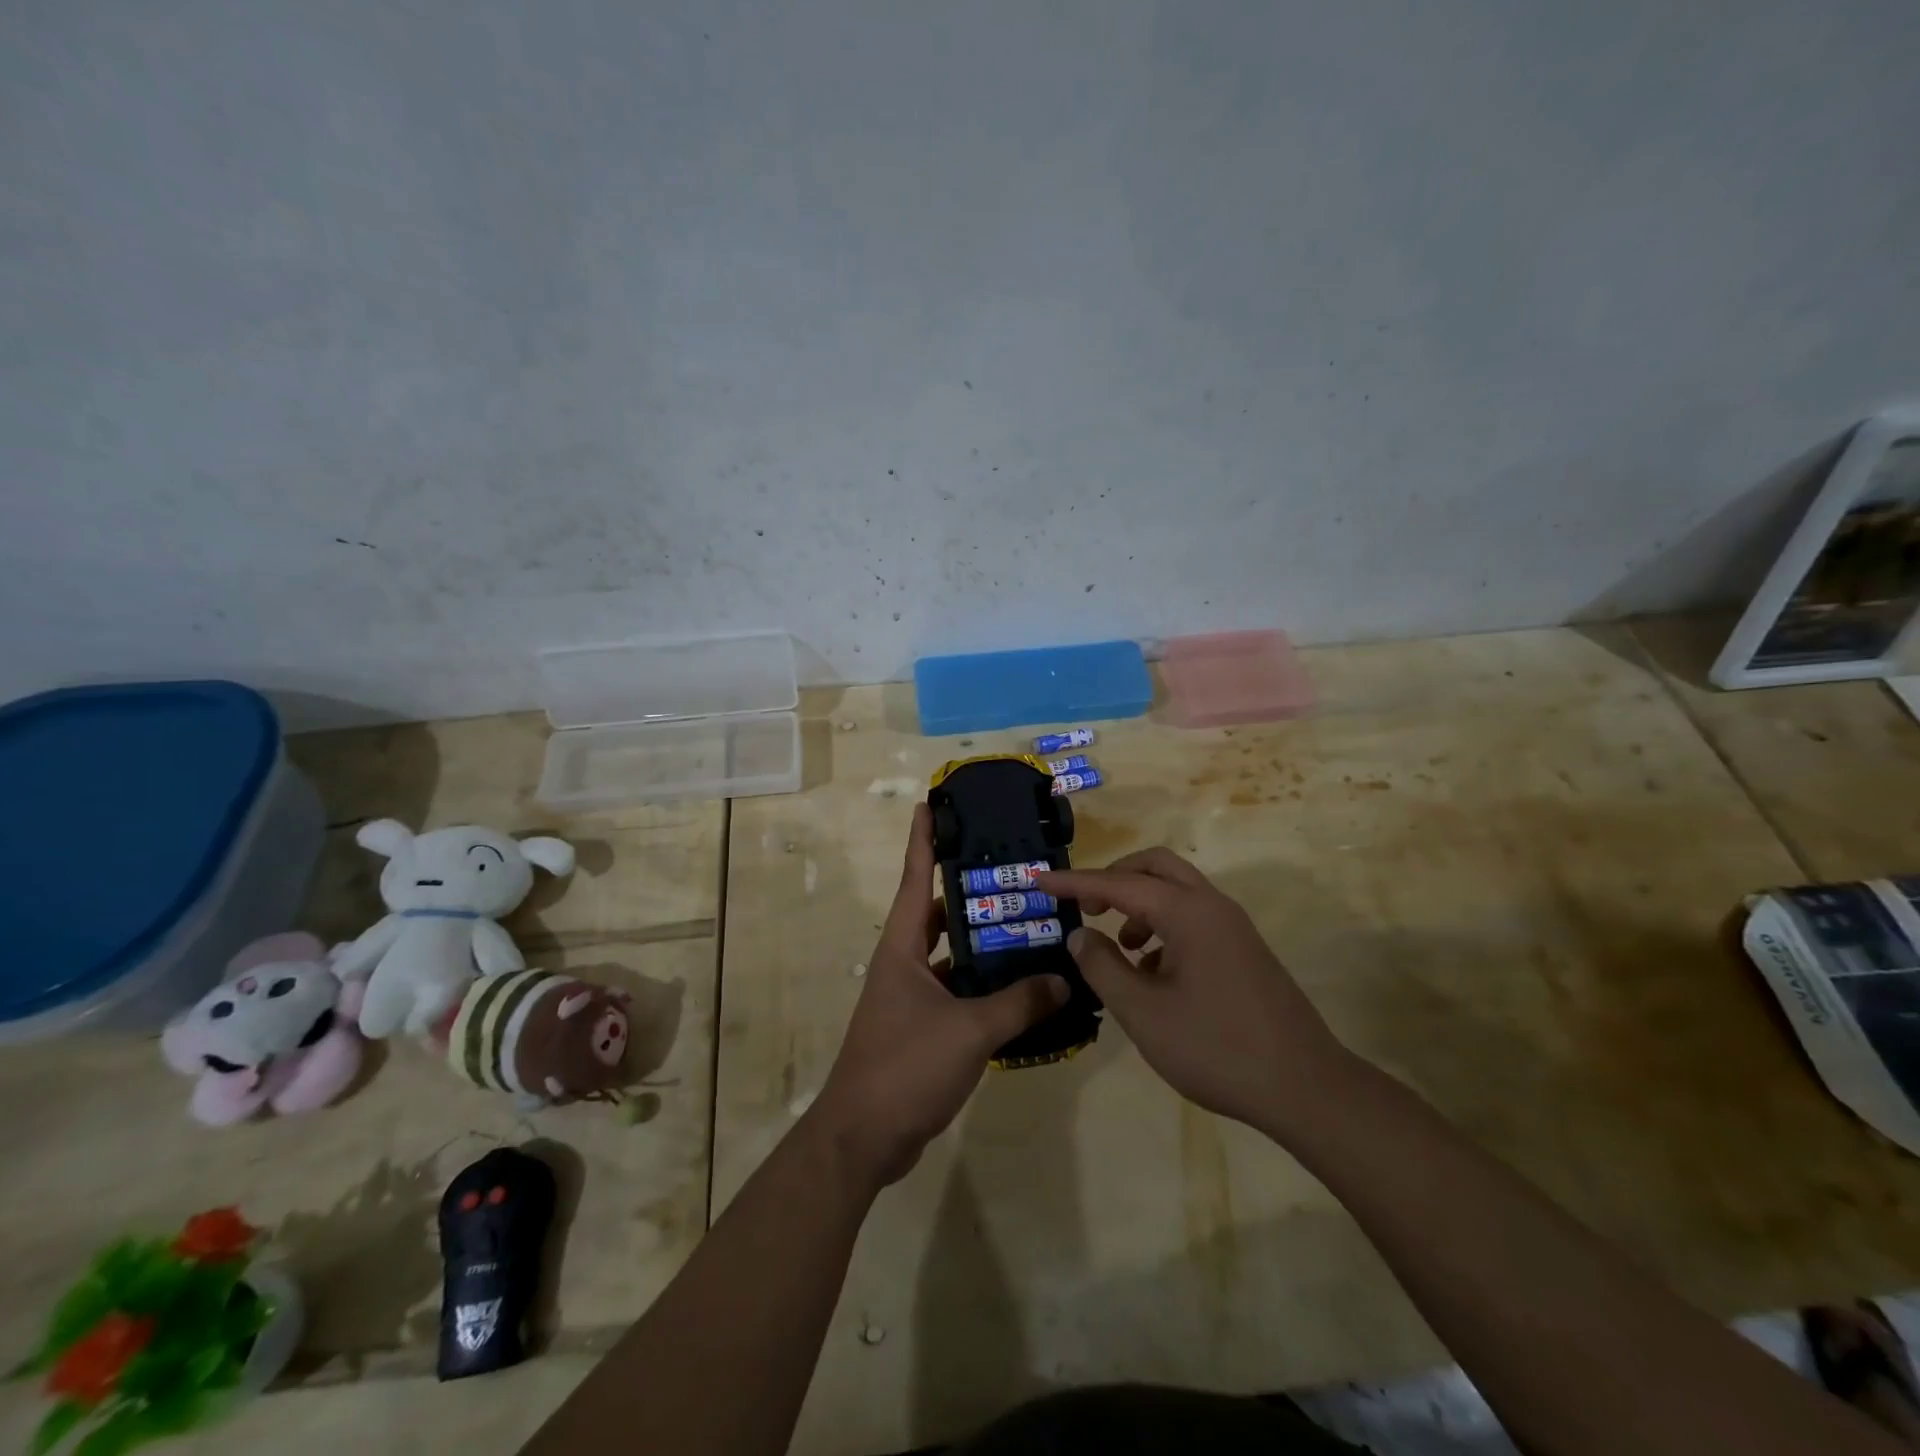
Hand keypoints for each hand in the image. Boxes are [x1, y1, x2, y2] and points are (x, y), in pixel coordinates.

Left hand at [810, 804, 1068, 1190]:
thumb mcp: (968, 1031)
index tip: (931, 804)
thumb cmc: (905, 1067)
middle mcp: (903, 963)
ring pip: (951, 955)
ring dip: (982, 942)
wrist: (864, 1138)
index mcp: (902, 947)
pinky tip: (1021, 986)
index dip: (923, 840)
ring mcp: (911, 996)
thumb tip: (1064, 979)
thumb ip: (1018, 1003)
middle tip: (1011, 870)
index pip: (915, 879)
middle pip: (938, 913)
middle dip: (969, 890)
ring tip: (1027, 923)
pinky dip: (984, 985)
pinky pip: (958, 991)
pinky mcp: (923, 1027)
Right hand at [1036, 849, 1345, 1138]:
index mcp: (1187, 912)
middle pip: (1155, 867)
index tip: (1039, 880)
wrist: (1306, 1088)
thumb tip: (1080, 935)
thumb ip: (1103, 967)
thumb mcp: (1144, 1013)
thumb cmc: (1216, 1048)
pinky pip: (1193, 918)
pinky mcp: (1244, 950)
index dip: (1074, 882)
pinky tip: (1152, 972)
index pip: (1117, 884)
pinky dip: (1163, 927)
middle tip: (1085, 905)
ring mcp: (1233, 927)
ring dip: (1139, 904)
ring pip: (1176, 892)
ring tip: (1118, 947)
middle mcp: (1212, 906)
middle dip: (1113, 878)